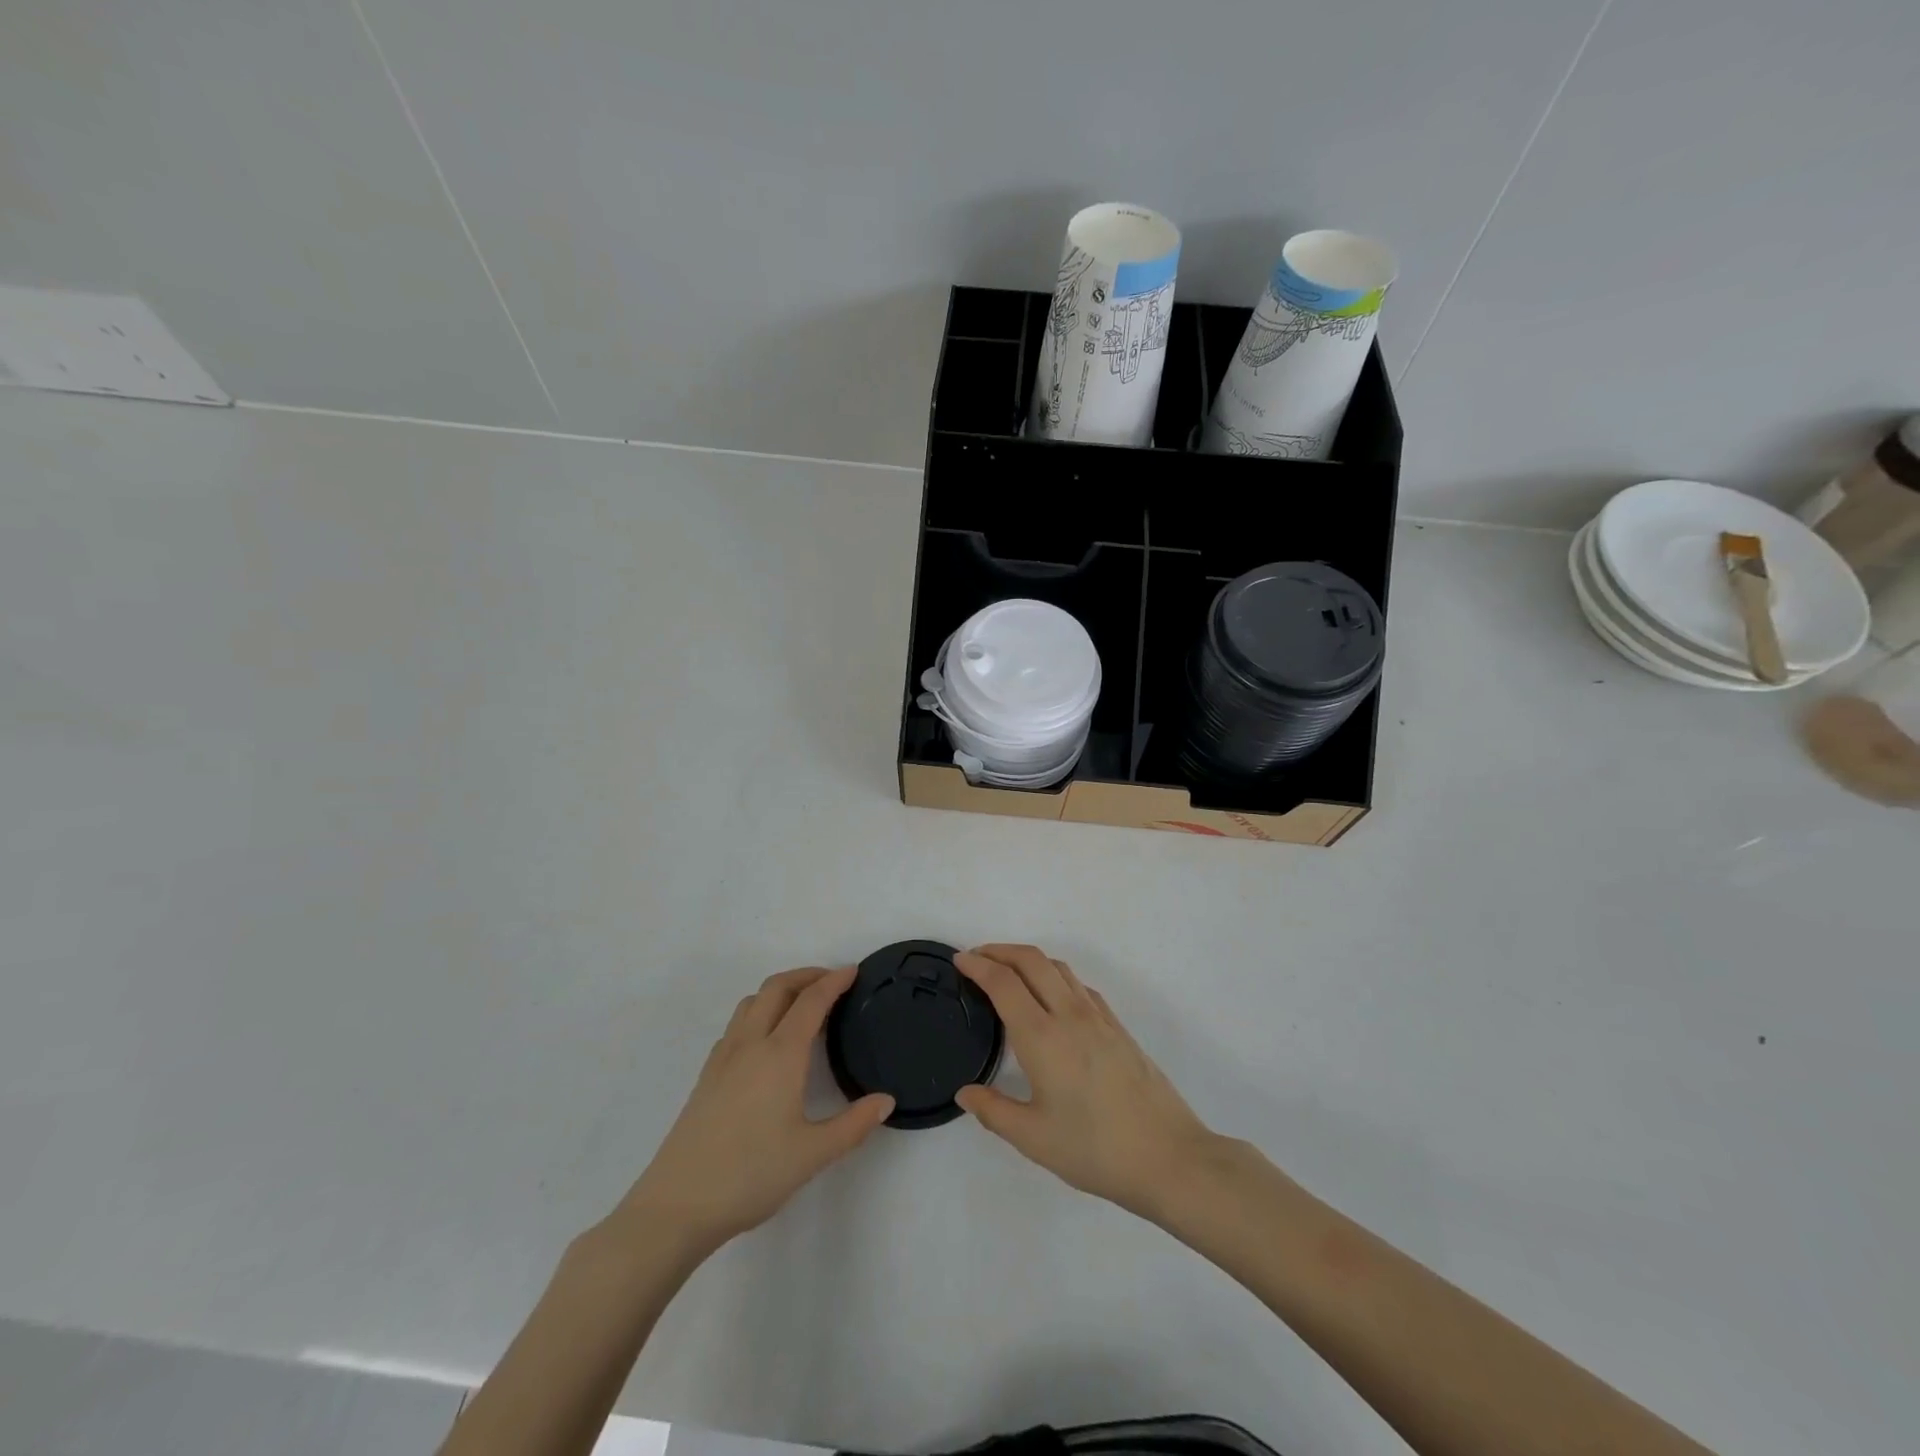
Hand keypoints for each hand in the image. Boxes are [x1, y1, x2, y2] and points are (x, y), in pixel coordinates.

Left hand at [618, 967, 892, 1252]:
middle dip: (806, 975)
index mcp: (780, 1054)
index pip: (811, 1001)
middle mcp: (750, 1044)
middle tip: (832, 981)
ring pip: (752, 1002)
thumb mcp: (813, 1155)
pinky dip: (759, 1012)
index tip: (853, 971)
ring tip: (802, 1006)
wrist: (677, 1206)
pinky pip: (736, 1025)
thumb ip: (854, 1125)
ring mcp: (723, 1058)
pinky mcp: (707, 1076)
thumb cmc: (751, 1175)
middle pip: (777, 988)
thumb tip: (886, 1101)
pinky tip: (767, 1042)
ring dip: (780, 991)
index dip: (834, 981)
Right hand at [954, 944, 1221, 1220]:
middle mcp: (1069, 1015)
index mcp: (1042, 1037)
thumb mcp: (1034, 1139)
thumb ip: (993, 1111)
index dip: (978, 966)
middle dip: (1000, 950)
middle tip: (977, 957)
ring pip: (1058, 967)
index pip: (1003, 983)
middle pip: (1031, 961)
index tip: (959, 961)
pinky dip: (1055, 976)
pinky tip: (1052, 998)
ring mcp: (1098, 1017)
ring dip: (1028, 959)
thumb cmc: (1096, 1149)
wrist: (1169, 1156)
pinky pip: (1079, 985)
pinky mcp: (1118, 1027)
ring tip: (1009, 971)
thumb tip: (965, 1092)